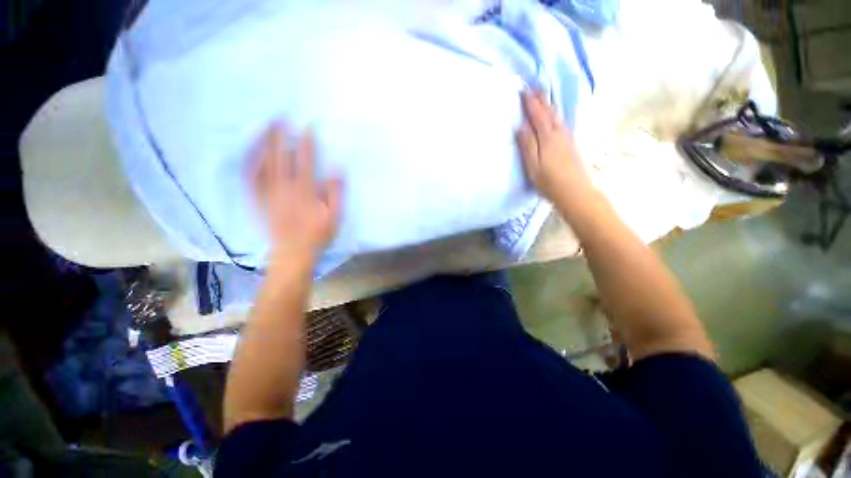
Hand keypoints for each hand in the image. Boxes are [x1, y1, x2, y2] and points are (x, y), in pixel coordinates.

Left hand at [253, 123, 341, 260]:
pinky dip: (250, 163)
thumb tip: (336, 169)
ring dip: (263, 143)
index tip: (308, 126)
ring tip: (265, 127)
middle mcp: (283, 188)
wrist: (293, 251)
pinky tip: (252, 152)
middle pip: (279, 156)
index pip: (305, 160)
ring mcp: (268, 193)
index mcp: (304, 191)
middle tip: (280, 117)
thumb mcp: (335, 216)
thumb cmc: (318, 234)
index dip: (306, 142)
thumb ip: (336, 192)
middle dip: (280, 135)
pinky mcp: (258, 200)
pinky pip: (251, 178)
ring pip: (262, 163)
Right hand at [516, 91, 594, 211]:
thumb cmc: (549, 181)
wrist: (574, 191)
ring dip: (549, 106)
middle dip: (541, 100)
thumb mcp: (533, 165)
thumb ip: (527, 145)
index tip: (524, 91)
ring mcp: (567, 138)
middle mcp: (559, 134)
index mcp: (547, 137)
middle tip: (534, 88)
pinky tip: (556, 118)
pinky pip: (562, 124)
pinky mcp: (571, 145)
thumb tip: (521, 126)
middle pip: (549, 113)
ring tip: (543, 98)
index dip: (531, 103)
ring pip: (557, 117)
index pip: (538, 115)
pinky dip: (556, 116)